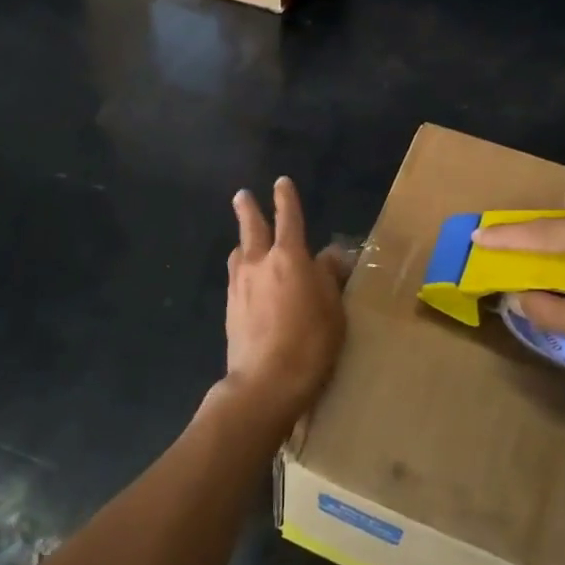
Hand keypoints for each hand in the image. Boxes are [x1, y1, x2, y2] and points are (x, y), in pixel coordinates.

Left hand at [220, 178, 345, 426]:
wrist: (266, 382)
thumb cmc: (311, 342)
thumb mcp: (334, 308)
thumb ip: (329, 277)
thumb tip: (328, 257)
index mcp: (289, 257)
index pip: (288, 218)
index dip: (286, 199)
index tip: (281, 182)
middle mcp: (259, 263)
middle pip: (251, 228)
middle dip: (248, 209)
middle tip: (242, 196)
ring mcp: (240, 286)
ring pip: (238, 254)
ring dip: (242, 244)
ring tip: (245, 244)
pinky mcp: (230, 309)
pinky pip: (235, 279)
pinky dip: (241, 272)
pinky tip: (246, 281)